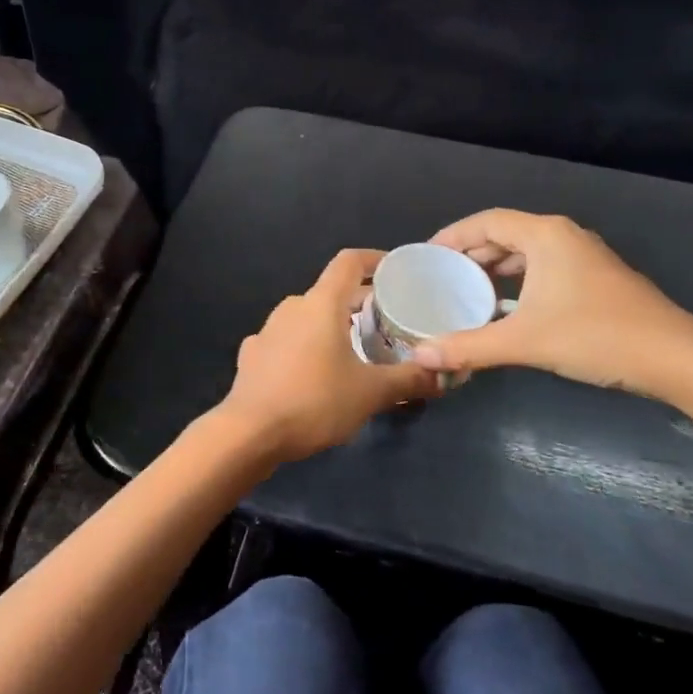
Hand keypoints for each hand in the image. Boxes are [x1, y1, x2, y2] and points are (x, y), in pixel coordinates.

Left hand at [215, 249, 440, 462]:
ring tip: (357, 351)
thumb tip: (442, 375)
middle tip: (389, 325)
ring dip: (333, 327)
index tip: (396, 272)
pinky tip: (315, 374)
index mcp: (321, 303)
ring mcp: (268, 329)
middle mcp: (293, 306)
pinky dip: (307, 349)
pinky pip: (288, 341)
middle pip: (332, 292)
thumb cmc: (315, 401)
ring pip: (309, 317)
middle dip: (361, 304)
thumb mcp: (370, 393)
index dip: (375, 260)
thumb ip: (409, 380)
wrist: (249, 433)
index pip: (349, 262)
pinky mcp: (253, 354)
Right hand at [412, 210, 692, 400]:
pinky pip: (545, 269)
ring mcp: (584, 257)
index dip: (453, 236)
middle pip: (505, 234)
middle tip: (442, 278)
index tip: (427, 256)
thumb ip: (468, 347)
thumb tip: (420, 356)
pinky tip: (508, 310)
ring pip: (527, 253)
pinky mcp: (597, 279)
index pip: (486, 222)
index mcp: (545, 235)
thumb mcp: (524, 341)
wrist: (676, 359)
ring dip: (496, 270)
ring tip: (468, 294)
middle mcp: (563, 236)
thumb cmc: (595, 336)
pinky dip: (519, 282)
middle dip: (471, 255)